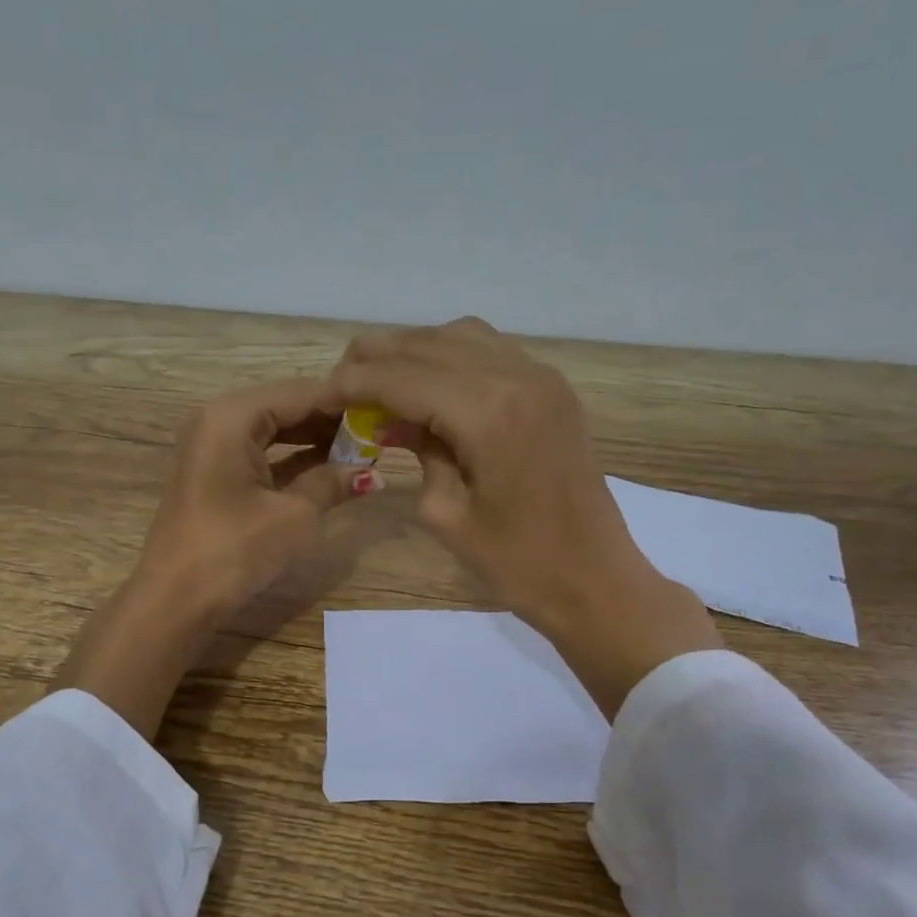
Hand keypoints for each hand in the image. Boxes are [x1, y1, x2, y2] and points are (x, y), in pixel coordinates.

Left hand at [51, 379, 369, 737]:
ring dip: (316, 442)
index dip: (345, 402)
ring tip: (364, 451)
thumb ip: (332, 483)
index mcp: (233, 416)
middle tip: (381, 432)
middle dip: (332, 422)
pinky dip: (294, 462)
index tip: (387, 408)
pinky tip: (331, 471)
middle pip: (286, 408)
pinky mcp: (216, 476)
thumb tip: (371, 473)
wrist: (175, 601)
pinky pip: (263, 455)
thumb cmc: (234, 549)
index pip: (300, 393)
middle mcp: (220, 421)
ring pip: (275, 432)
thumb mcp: (294, 515)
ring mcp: (214, 449)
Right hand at [327, 318, 719, 715]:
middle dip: (377, 358)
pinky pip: (491, 350)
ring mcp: (542, 377)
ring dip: (413, 351)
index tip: (321, 395)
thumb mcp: (447, 513)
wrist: (596, 580)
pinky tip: (430, 385)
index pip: (402, 377)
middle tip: (342, 384)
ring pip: (460, 336)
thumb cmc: (517, 564)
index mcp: (487, 413)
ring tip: (381, 380)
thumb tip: (392, 417)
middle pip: (428, 343)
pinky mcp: (553, 388)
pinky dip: (450, 356)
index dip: (354, 383)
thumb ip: (418, 450)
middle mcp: (516, 377)